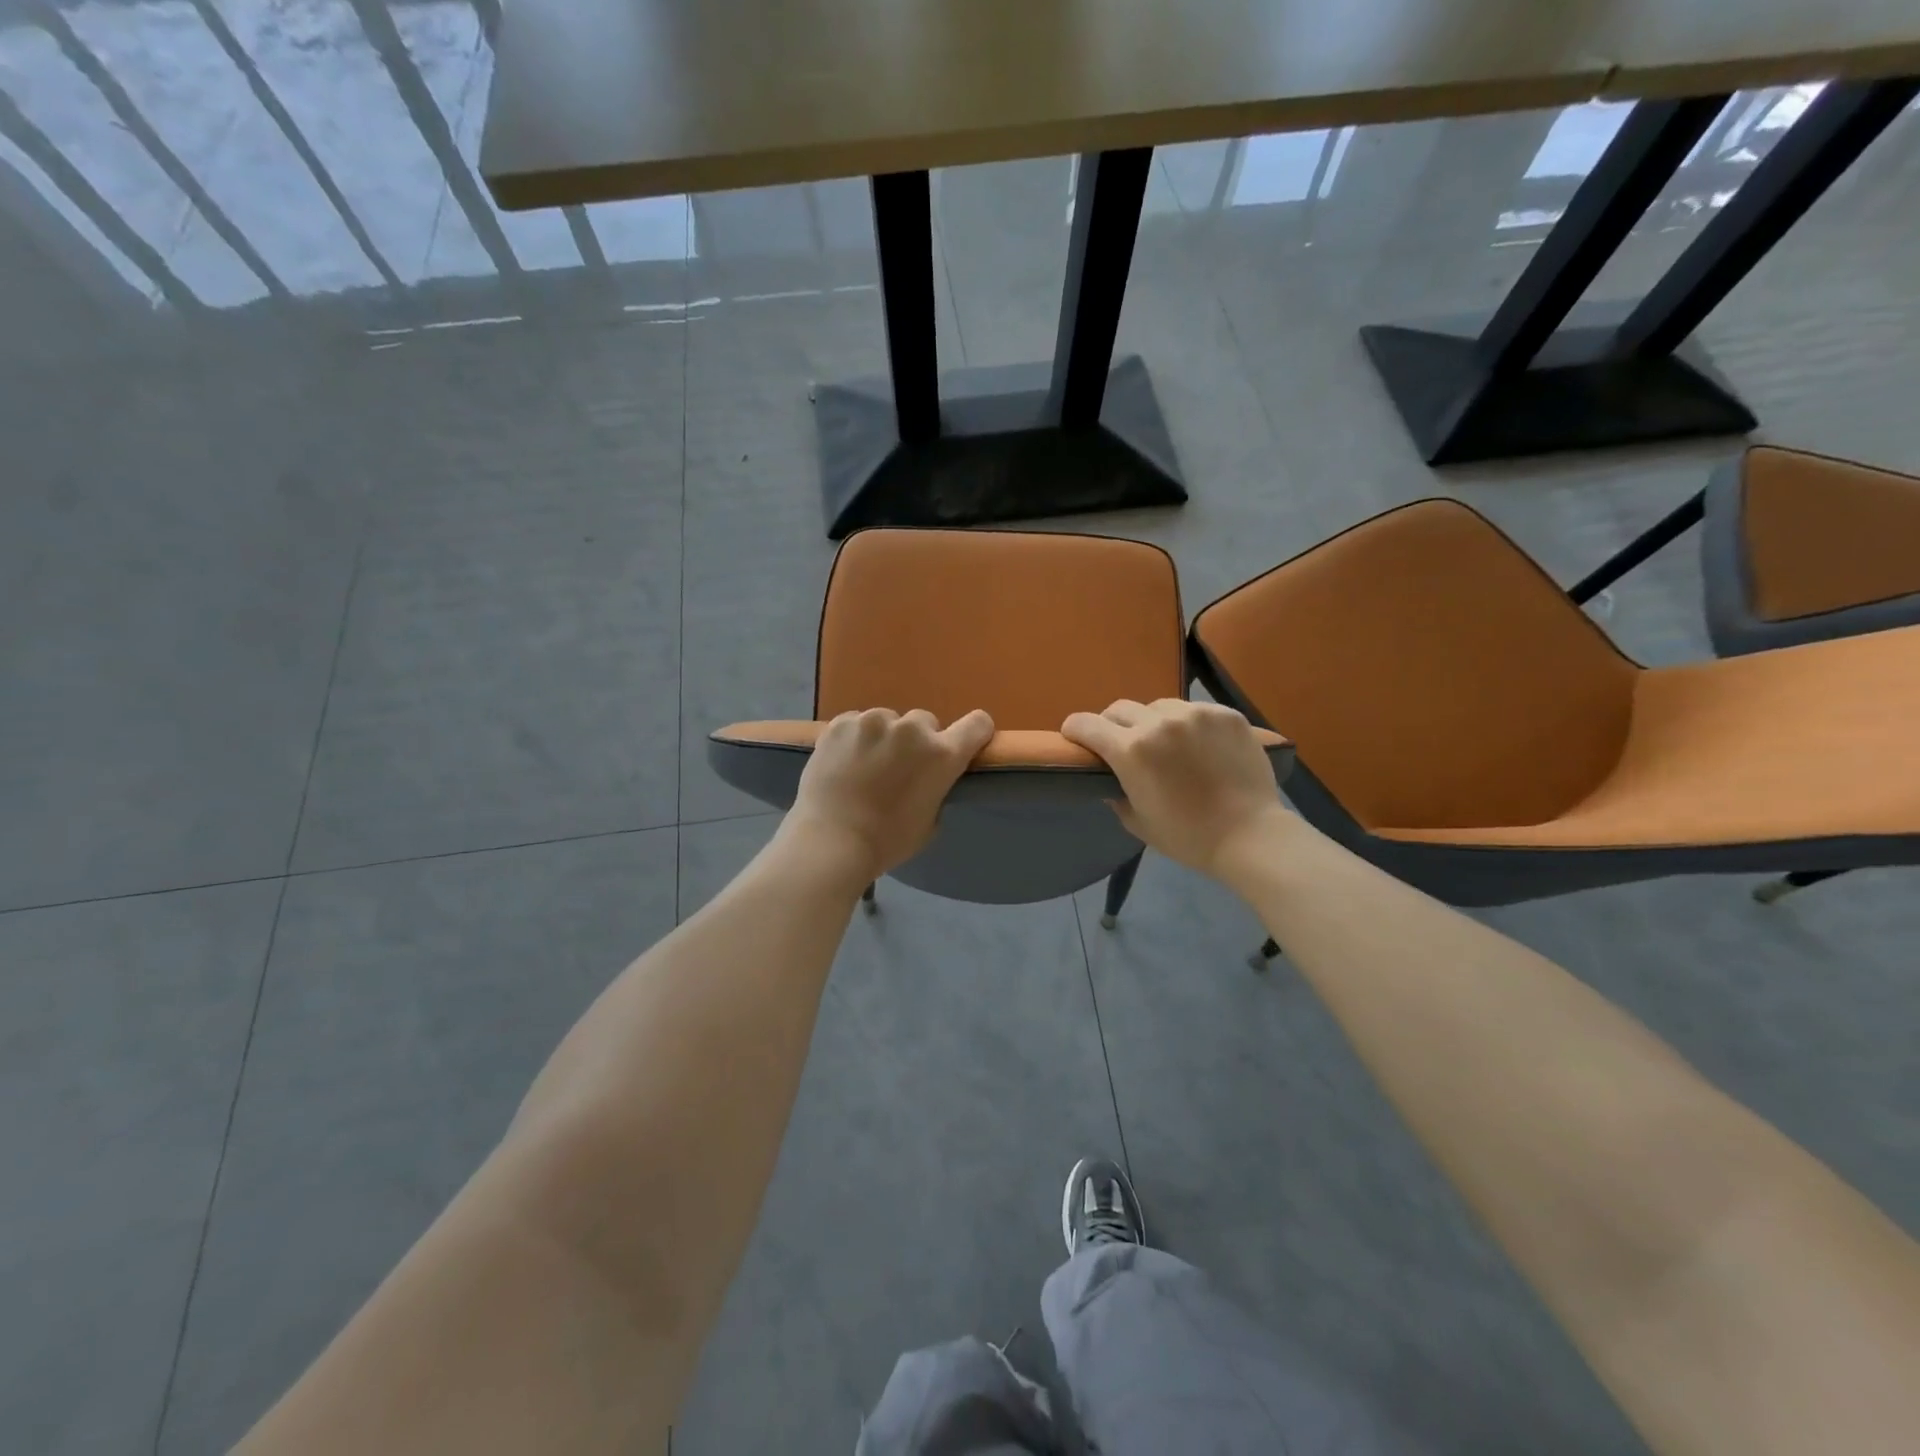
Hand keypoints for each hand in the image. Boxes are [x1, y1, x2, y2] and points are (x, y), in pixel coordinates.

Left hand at [782, 708, 995, 884]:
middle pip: (925, 722)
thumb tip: (926, 778)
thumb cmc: (887, 840)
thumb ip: (936, 788)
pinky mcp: (840, 723)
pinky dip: (854, 738)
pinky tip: (843, 762)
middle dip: (917, 741)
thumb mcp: (930, 820)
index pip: (977, 724)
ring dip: (884, 738)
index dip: (974, 733)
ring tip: (865, 766)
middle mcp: (911, 729)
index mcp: (942, 754)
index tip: (964, 744)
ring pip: (888, 721)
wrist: (830, 840)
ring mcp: (872, 722)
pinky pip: (856, 723)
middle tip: (899, 768)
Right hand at [1061, 699, 1288, 878]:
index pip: (1086, 724)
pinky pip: (1194, 710)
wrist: (1250, 835)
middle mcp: (1159, 723)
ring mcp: (1195, 714)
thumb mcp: (1136, 821)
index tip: (1075, 738)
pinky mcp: (1225, 714)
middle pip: (1119, 709)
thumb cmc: (1186, 836)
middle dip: (1112, 725)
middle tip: (1122, 744)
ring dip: (1152, 721)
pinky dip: (1188, 725)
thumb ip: (1115, 792)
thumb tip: (1108, 778)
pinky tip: (1200, 746)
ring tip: (1167, 744)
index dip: (1074, 730)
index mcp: (1131, 750)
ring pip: (1158, 706)